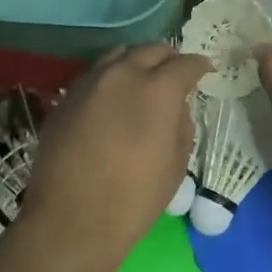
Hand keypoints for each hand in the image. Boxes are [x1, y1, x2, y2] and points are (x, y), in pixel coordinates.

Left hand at [21, 44, 209, 271]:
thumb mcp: (176, 165)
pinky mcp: (66, 96)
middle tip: (175, 73)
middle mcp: (122, 74)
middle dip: (168, 58)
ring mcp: (89, 82)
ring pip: (118, 55)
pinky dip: (111, 77)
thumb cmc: (134, 199)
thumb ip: (182, 125)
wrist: (70, 221)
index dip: (199, 66)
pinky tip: (113, 98)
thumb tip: (176, 107)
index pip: (185, 64)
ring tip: (142, 79)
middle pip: (150, 50)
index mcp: (157, 89)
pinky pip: (95, 74)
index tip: (205, 70)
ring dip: (136, 62)